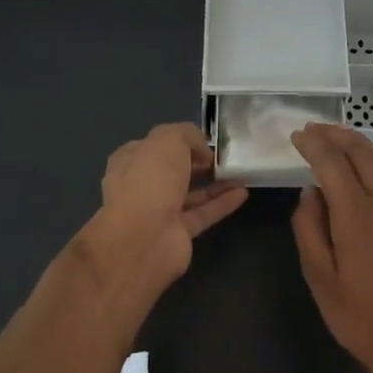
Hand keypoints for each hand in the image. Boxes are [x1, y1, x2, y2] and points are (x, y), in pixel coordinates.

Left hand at [89, 122, 247, 291]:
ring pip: (190, 193)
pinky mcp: (178, 233)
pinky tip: (242, 192)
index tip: (204, 141)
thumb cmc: (150, 180)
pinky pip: (203, 214)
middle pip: (173, 171)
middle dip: (197, 163)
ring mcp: (159, 212)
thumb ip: (187, 135)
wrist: (144, 238)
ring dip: (214, 183)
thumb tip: (202, 151)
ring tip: (239, 173)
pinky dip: (222, 203)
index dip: (178, 141)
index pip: (153, 146)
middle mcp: (141, 186)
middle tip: (223, 157)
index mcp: (130, 161)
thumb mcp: (169, 140)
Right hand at [289, 124, 372, 372]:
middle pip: (360, 153)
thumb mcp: (319, 276)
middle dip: (335, 135)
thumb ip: (309, 228)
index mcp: (354, 215)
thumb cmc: (358, 313)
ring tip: (341, 136)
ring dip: (361, 142)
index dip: (312, 145)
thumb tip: (310, 192)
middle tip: (314, 129)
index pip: (330, 163)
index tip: (296, 136)